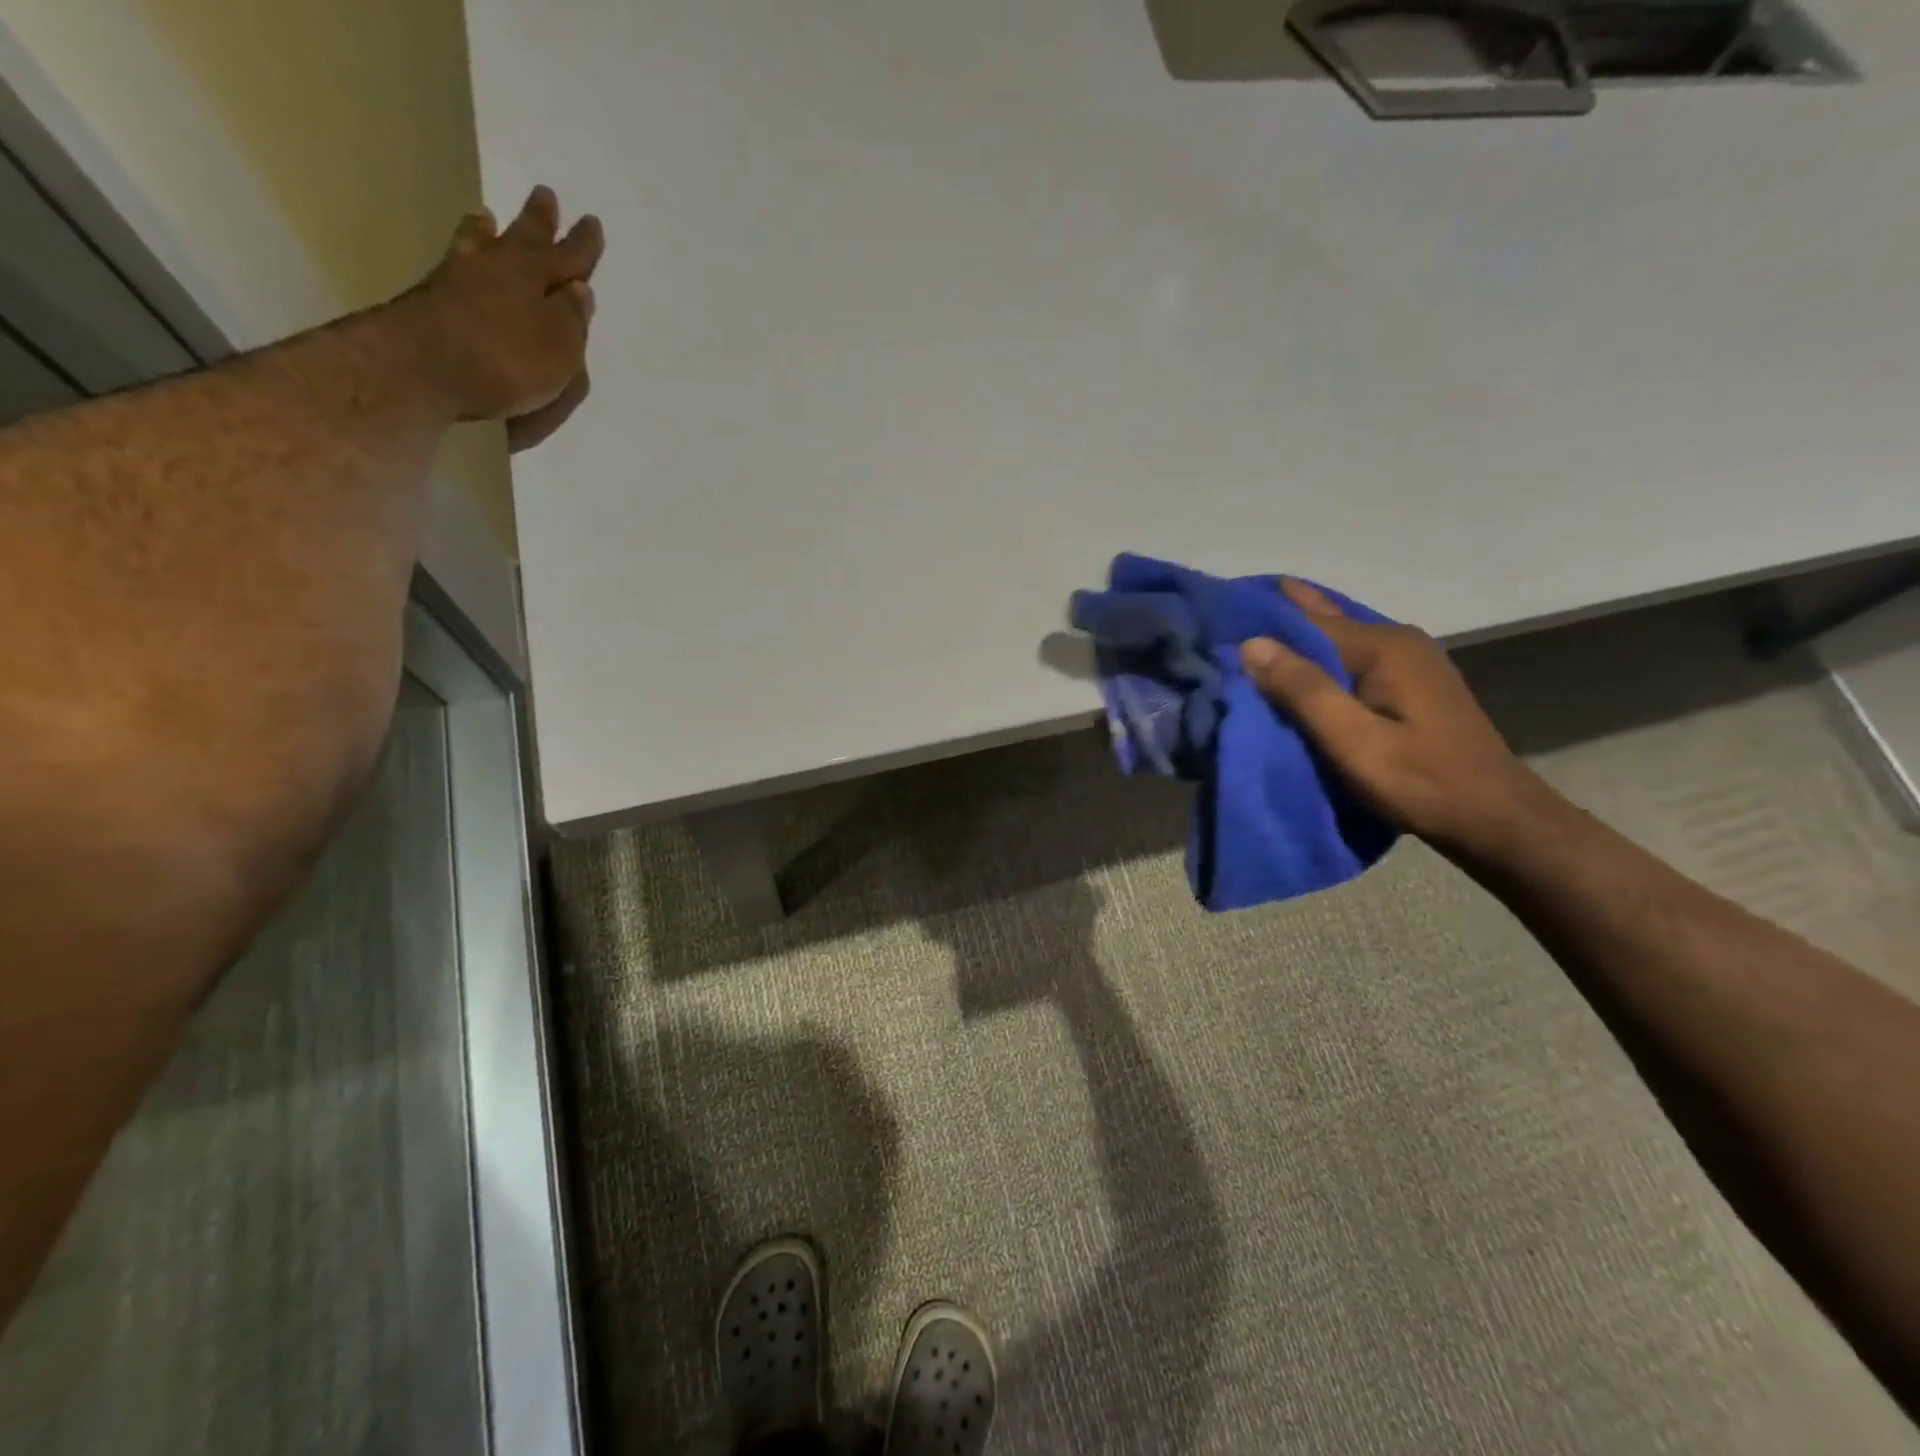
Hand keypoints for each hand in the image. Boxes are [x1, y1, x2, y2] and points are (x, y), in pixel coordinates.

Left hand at [409, 186, 603, 451]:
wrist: (424, 367)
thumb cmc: (508, 361)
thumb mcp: (559, 348)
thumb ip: (572, 318)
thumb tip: (580, 289)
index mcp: (537, 279)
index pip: (569, 259)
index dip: (582, 246)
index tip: (591, 222)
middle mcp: (500, 267)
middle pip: (525, 239)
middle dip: (539, 221)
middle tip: (545, 195)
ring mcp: (461, 277)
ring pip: (482, 243)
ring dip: (489, 230)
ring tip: (488, 216)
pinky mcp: (433, 294)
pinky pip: (457, 261)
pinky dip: (464, 251)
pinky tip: (462, 253)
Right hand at [1240, 579, 1551, 854]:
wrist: (1494, 818)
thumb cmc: (1419, 781)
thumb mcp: (1353, 741)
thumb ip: (1304, 690)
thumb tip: (1251, 643)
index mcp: (1383, 647)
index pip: (1308, 620)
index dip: (1263, 618)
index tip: (1220, 613)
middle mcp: (1398, 642)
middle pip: (1325, 623)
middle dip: (1279, 617)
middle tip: (1230, 608)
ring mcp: (1408, 662)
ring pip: (1337, 642)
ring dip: (1298, 639)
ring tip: (1254, 627)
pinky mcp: (1409, 685)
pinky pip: (1350, 660)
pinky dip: (1318, 658)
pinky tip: (1299, 661)